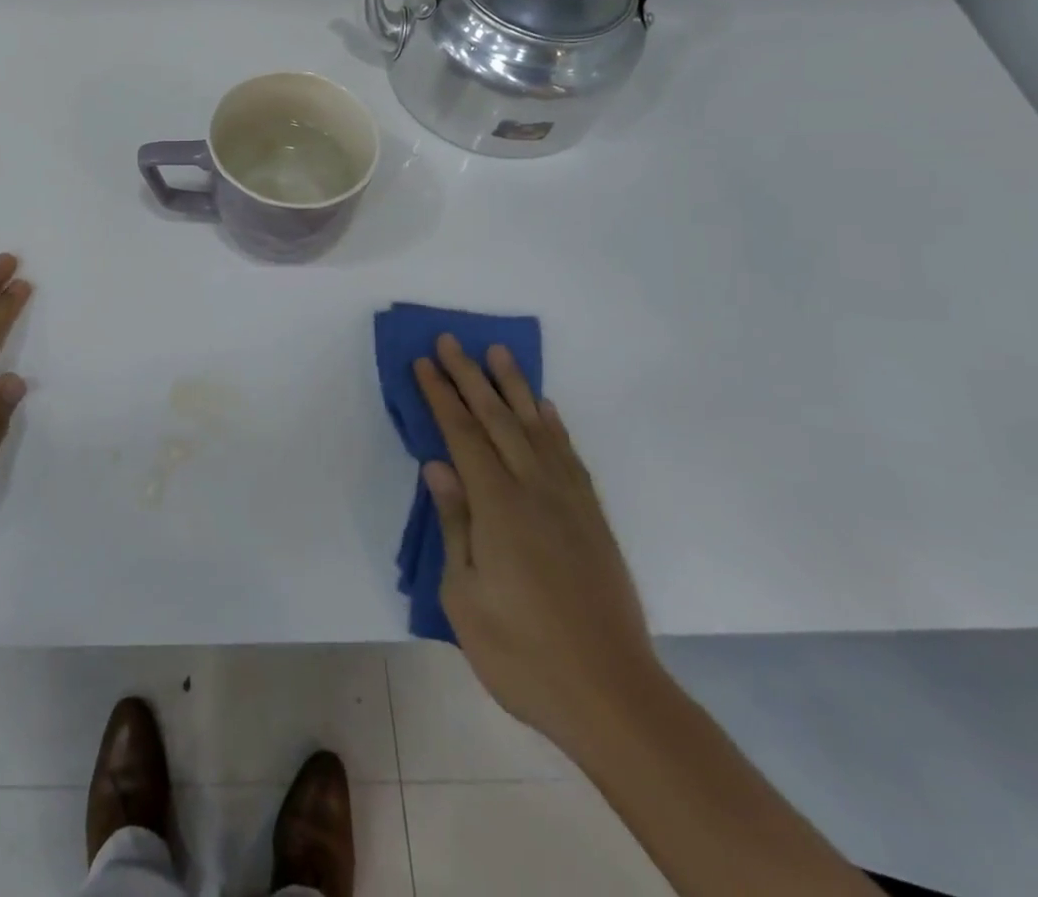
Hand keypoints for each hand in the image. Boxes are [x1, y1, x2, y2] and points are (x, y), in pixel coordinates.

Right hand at [417, 335, 659, 751]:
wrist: (614, 697)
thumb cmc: (522, 653)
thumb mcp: (464, 596)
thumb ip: (454, 523)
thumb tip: (437, 465)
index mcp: (498, 507)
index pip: (463, 435)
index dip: (441, 395)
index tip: (423, 363)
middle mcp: (536, 491)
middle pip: (498, 420)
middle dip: (470, 377)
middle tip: (451, 340)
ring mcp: (570, 503)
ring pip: (537, 429)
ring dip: (515, 388)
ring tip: (499, 353)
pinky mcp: (593, 520)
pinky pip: (570, 457)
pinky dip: (554, 426)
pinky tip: (545, 409)